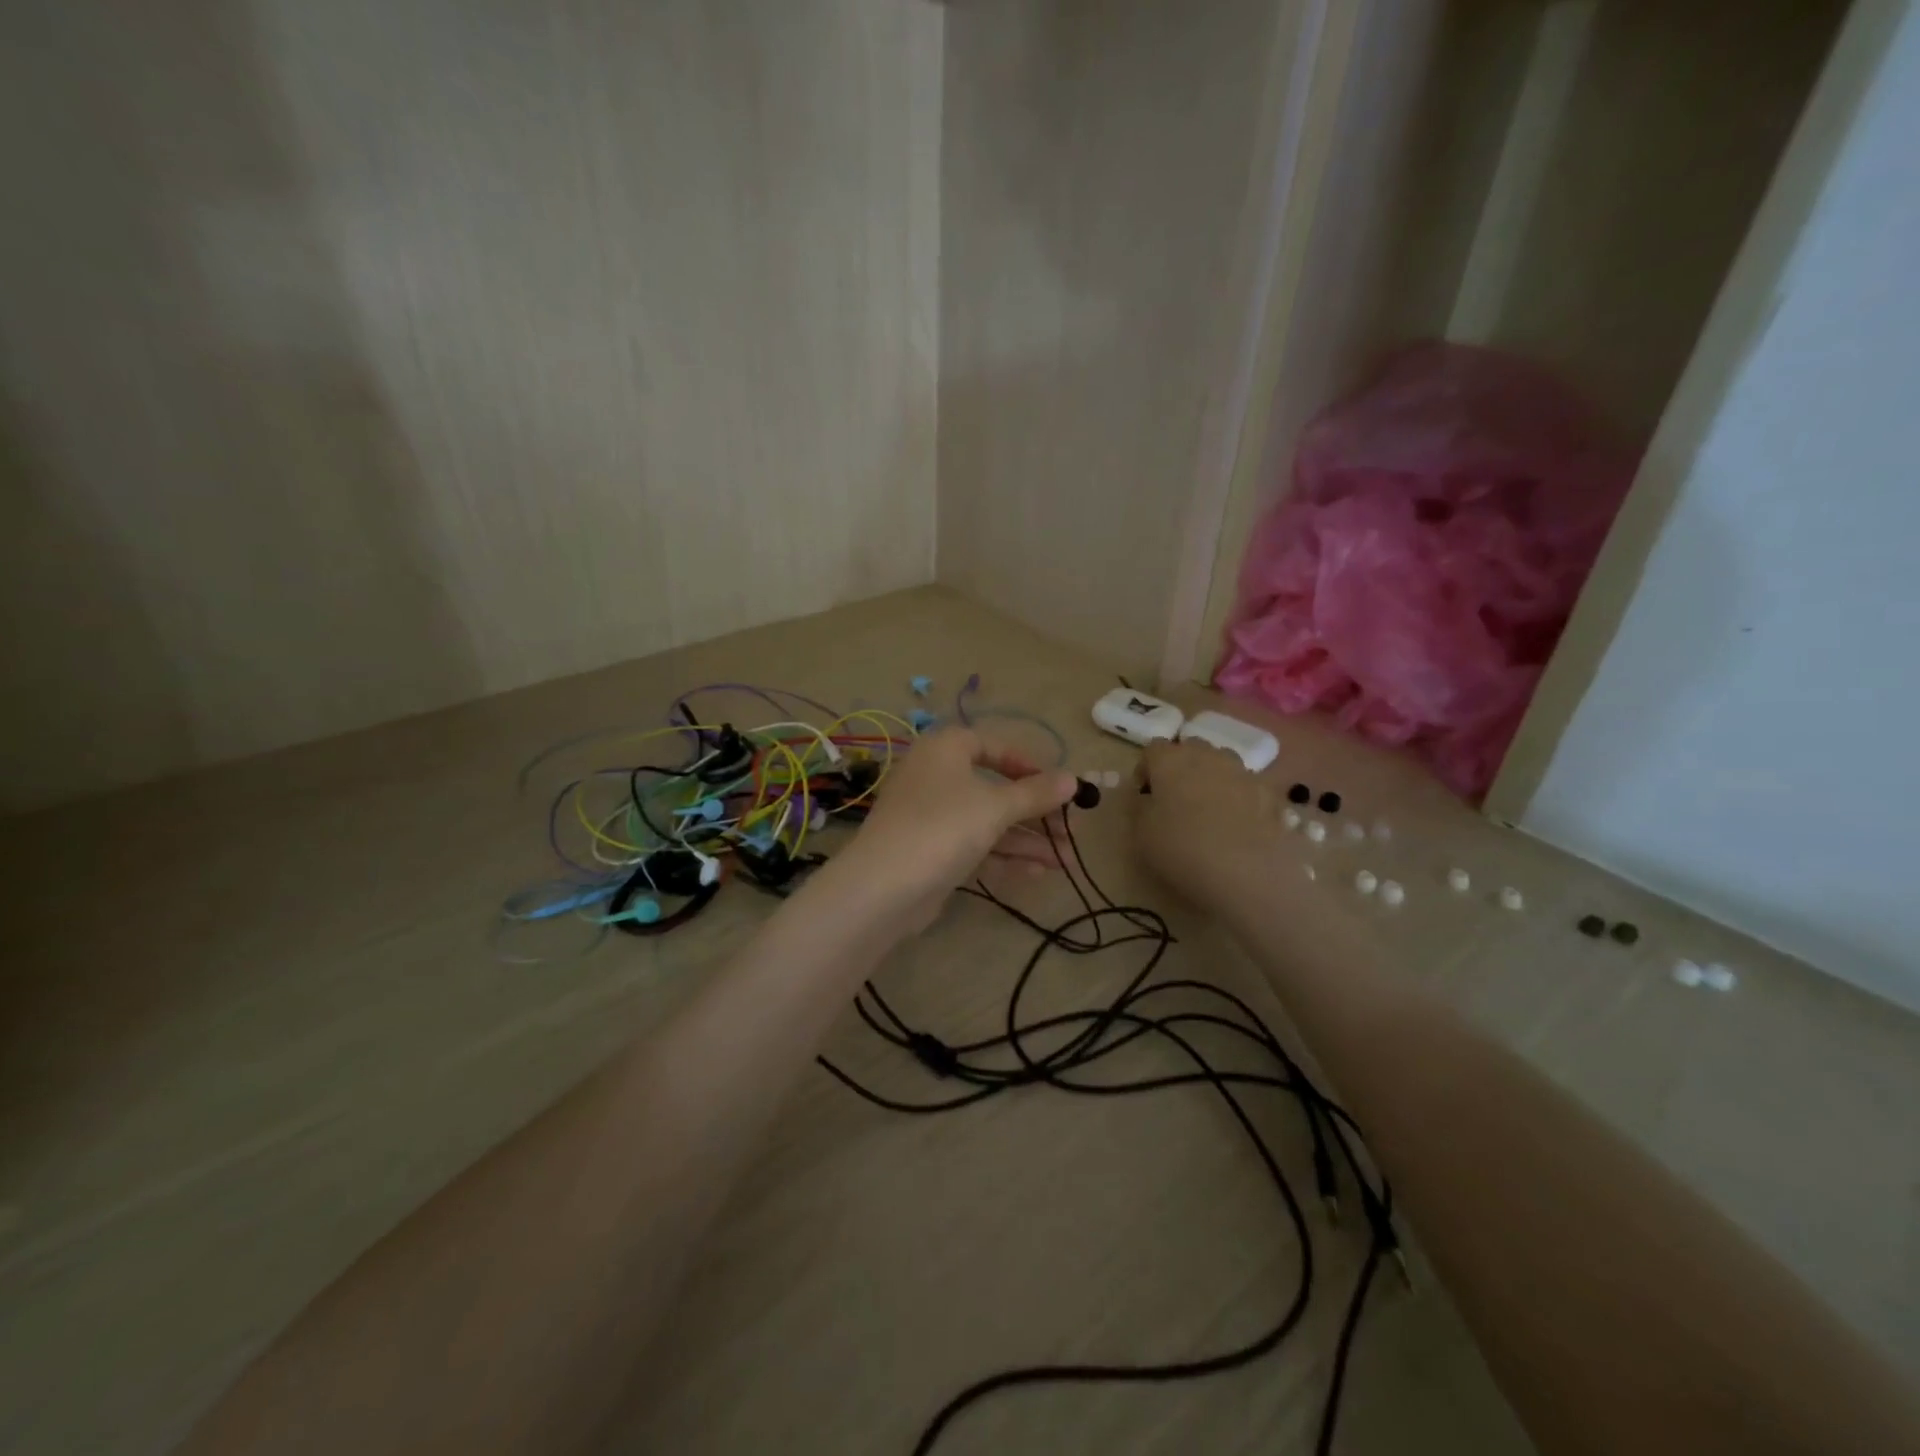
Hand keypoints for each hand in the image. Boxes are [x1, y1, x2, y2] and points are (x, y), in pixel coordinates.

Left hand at [834, 728, 1079, 932]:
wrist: (883, 888)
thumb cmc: (943, 827)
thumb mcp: (996, 806)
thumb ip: (1036, 793)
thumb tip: (1074, 779)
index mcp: (944, 750)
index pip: (991, 745)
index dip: (1027, 764)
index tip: (1057, 785)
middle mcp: (935, 776)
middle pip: (994, 787)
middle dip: (1035, 811)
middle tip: (1071, 829)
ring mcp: (931, 816)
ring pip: (987, 821)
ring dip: (1027, 839)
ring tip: (1067, 861)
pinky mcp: (931, 851)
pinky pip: (974, 845)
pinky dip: (1004, 856)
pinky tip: (1038, 873)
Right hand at [1133, 739, 1284, 909]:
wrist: (1248, 873)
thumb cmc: (1182, 849)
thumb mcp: (1141, 833)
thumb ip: (1140, 807)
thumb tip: (1147, 797)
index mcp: (1171, 760)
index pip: (1152, 750)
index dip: (1145, 770)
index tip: (1143, 796)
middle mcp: (1209, 756)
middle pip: (1191, 749)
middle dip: (1181, 769)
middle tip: (1175, 800)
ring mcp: (1244, 773)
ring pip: (1223, 764)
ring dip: (1212, 779)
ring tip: (1210, 812)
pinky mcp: (1271, 795)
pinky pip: (1249, 788)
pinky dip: (1241, 800)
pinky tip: (1239, 828)